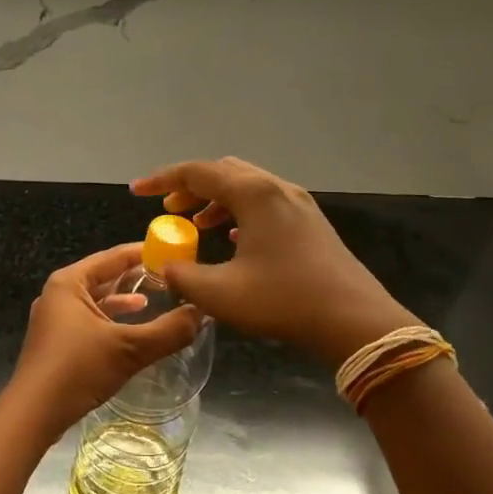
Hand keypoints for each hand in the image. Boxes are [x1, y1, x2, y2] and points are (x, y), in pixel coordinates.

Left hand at [4, 242, 203, 441]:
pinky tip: (130, 329)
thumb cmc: (77, 370)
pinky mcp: (55, 341)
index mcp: (70, 282)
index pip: (114, 256)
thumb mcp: (129, 349)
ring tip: (154, 299)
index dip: (145, 253)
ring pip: (96, 300)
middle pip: (104, 275)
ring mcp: (54, 318)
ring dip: (124, 300)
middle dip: (136, 277)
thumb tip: (202, 312)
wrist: (32, 414)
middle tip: (170, 277)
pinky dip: (111, 320)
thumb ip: (169, 331)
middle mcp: (59, 293)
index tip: (174, 253)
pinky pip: (89, 319)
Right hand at [130, 157, 415, 365]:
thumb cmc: (284, 300)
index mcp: (253, 194)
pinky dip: (239, 212)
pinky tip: (232, 239)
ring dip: (215, 200)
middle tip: (168, 211)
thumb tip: (166, 267)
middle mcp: (276, 188)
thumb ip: (183, 276)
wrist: (355, 321)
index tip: (137, 192)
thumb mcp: (221, 294)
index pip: (196, 173)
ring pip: (246, 187)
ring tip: (195, 224)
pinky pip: (265, 204)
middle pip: (223, 172)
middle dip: (189, 187)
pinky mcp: (311, 222)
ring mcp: (298, 203)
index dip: (162, 181)